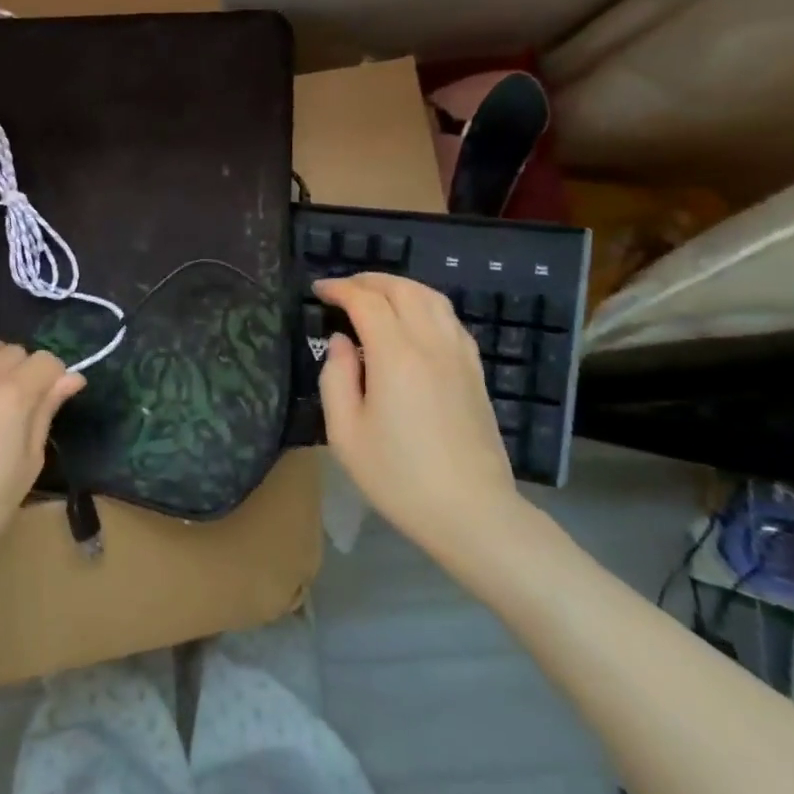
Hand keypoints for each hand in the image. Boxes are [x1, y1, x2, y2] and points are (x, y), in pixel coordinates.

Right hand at [314, 273, 526, 566]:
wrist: (471, 513)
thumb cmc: (398, 477)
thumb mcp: (345, 433)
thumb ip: (335, 377)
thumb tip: (341, 341)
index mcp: (396, 356)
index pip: (366, 301)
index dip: (340, 289)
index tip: (318, 290)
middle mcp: (431, 344)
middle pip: (402, 290)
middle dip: (369, 280)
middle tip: (342, 289)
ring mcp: (459, 356)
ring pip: (432, 298)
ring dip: (399, 287)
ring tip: (375, 296)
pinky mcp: (475, 372)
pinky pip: (450, 320)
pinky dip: (425, 305)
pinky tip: (412, 321)